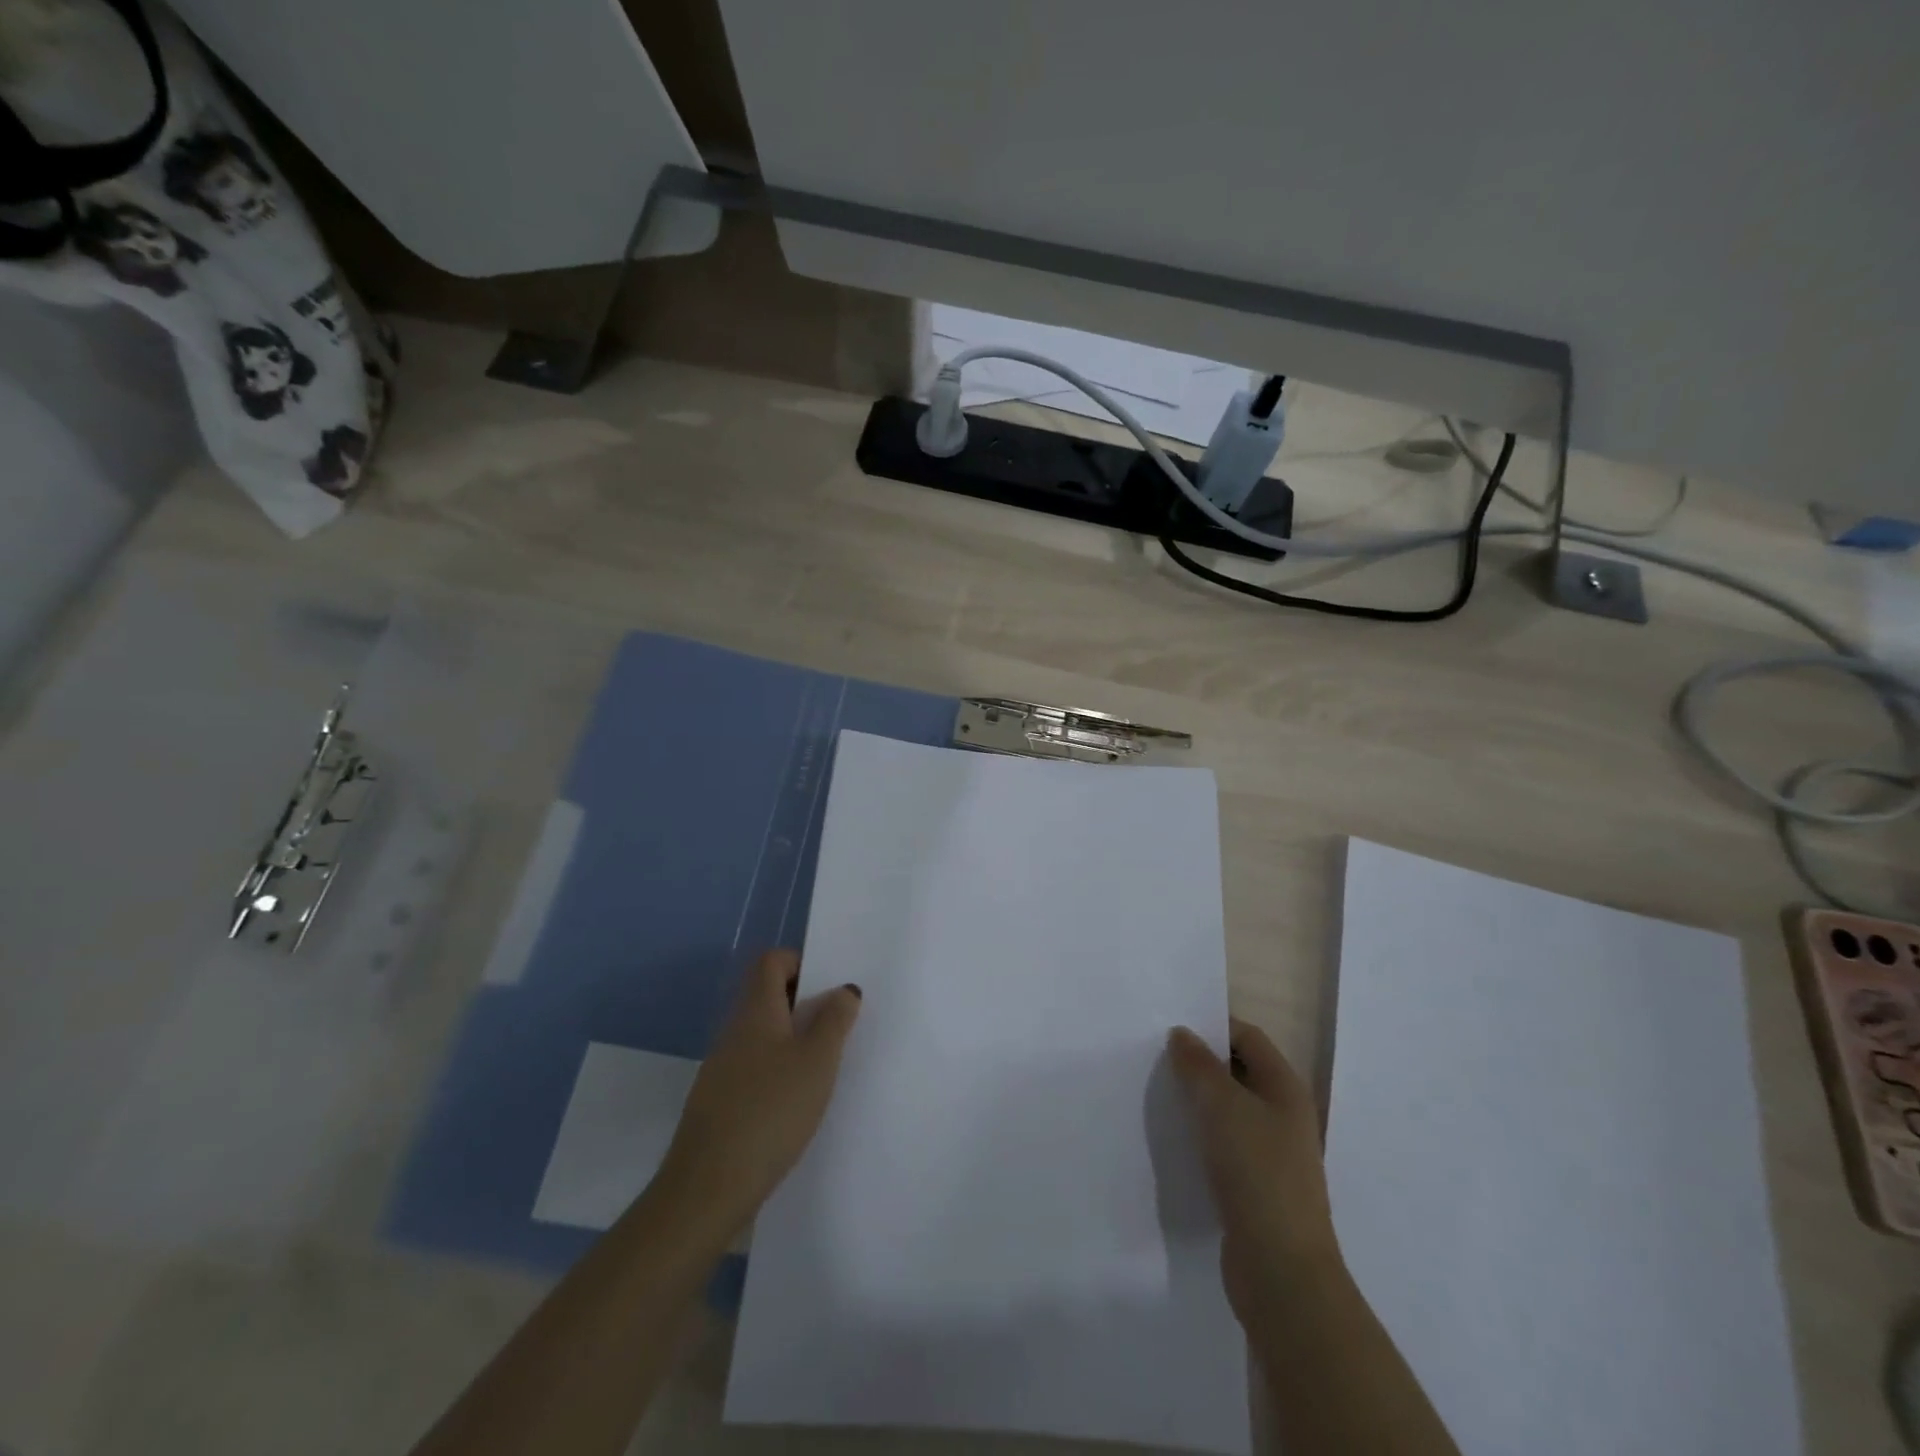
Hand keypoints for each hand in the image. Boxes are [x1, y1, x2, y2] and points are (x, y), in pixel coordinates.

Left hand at [658, 949, 862, 1237]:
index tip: (829, 990)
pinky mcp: (720, 1103)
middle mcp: (735, 1032)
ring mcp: (723, 1069)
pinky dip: (779, 1073)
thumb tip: (843, 989)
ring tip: (826, 1067)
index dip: (801, 963)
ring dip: (795, 1041)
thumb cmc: (770, 1111)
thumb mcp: (817, 1061)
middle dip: (805, 1005)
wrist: (708, 1188)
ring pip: (764, 1035)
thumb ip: (834, 1020)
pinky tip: (798, 1103)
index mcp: (755, 1011)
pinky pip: (756, 1069)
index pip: (772, 962)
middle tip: (839, 1027)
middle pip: (768, 997)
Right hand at [1168, 1019, 1340, 1333]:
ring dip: (1198, 1100)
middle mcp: (1284, 1115)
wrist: (1280, 1269)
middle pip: (1239, 1072)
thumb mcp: (1221, 1105)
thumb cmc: (1256, 1171)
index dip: (1213, 1025)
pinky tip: (1173, 1138)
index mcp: (1285, 1088)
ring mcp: (1273, 1154)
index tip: (1170, 1025)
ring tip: (1158, 1093)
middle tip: (1156, 1056)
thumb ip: (1198, 1064)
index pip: (1248, 1037)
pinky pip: (1225, 1145)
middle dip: (1200, 1062)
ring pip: (1230, 1110)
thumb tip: (1182, 1034)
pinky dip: (1201, 1135)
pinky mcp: (1257, 1187)